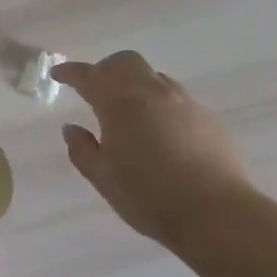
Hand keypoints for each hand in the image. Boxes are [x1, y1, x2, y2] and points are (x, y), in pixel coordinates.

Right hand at [52, 52, 254, 244]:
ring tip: (129, 110)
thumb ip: (82, 149)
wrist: (217, 214)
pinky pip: (178, 99)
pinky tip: (162, 131)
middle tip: (95, 88)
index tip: (58, 74)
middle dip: (106, 69)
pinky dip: (161, 104)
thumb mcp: (103, 178)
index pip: (89, 76)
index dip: (71, 72)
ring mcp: (184, 103)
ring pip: (154, 77)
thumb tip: (71, 128)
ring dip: (136, 84)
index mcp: (120, 103)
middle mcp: (152, 93)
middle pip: (126, 62)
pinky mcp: (209, 118)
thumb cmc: (149, 196)